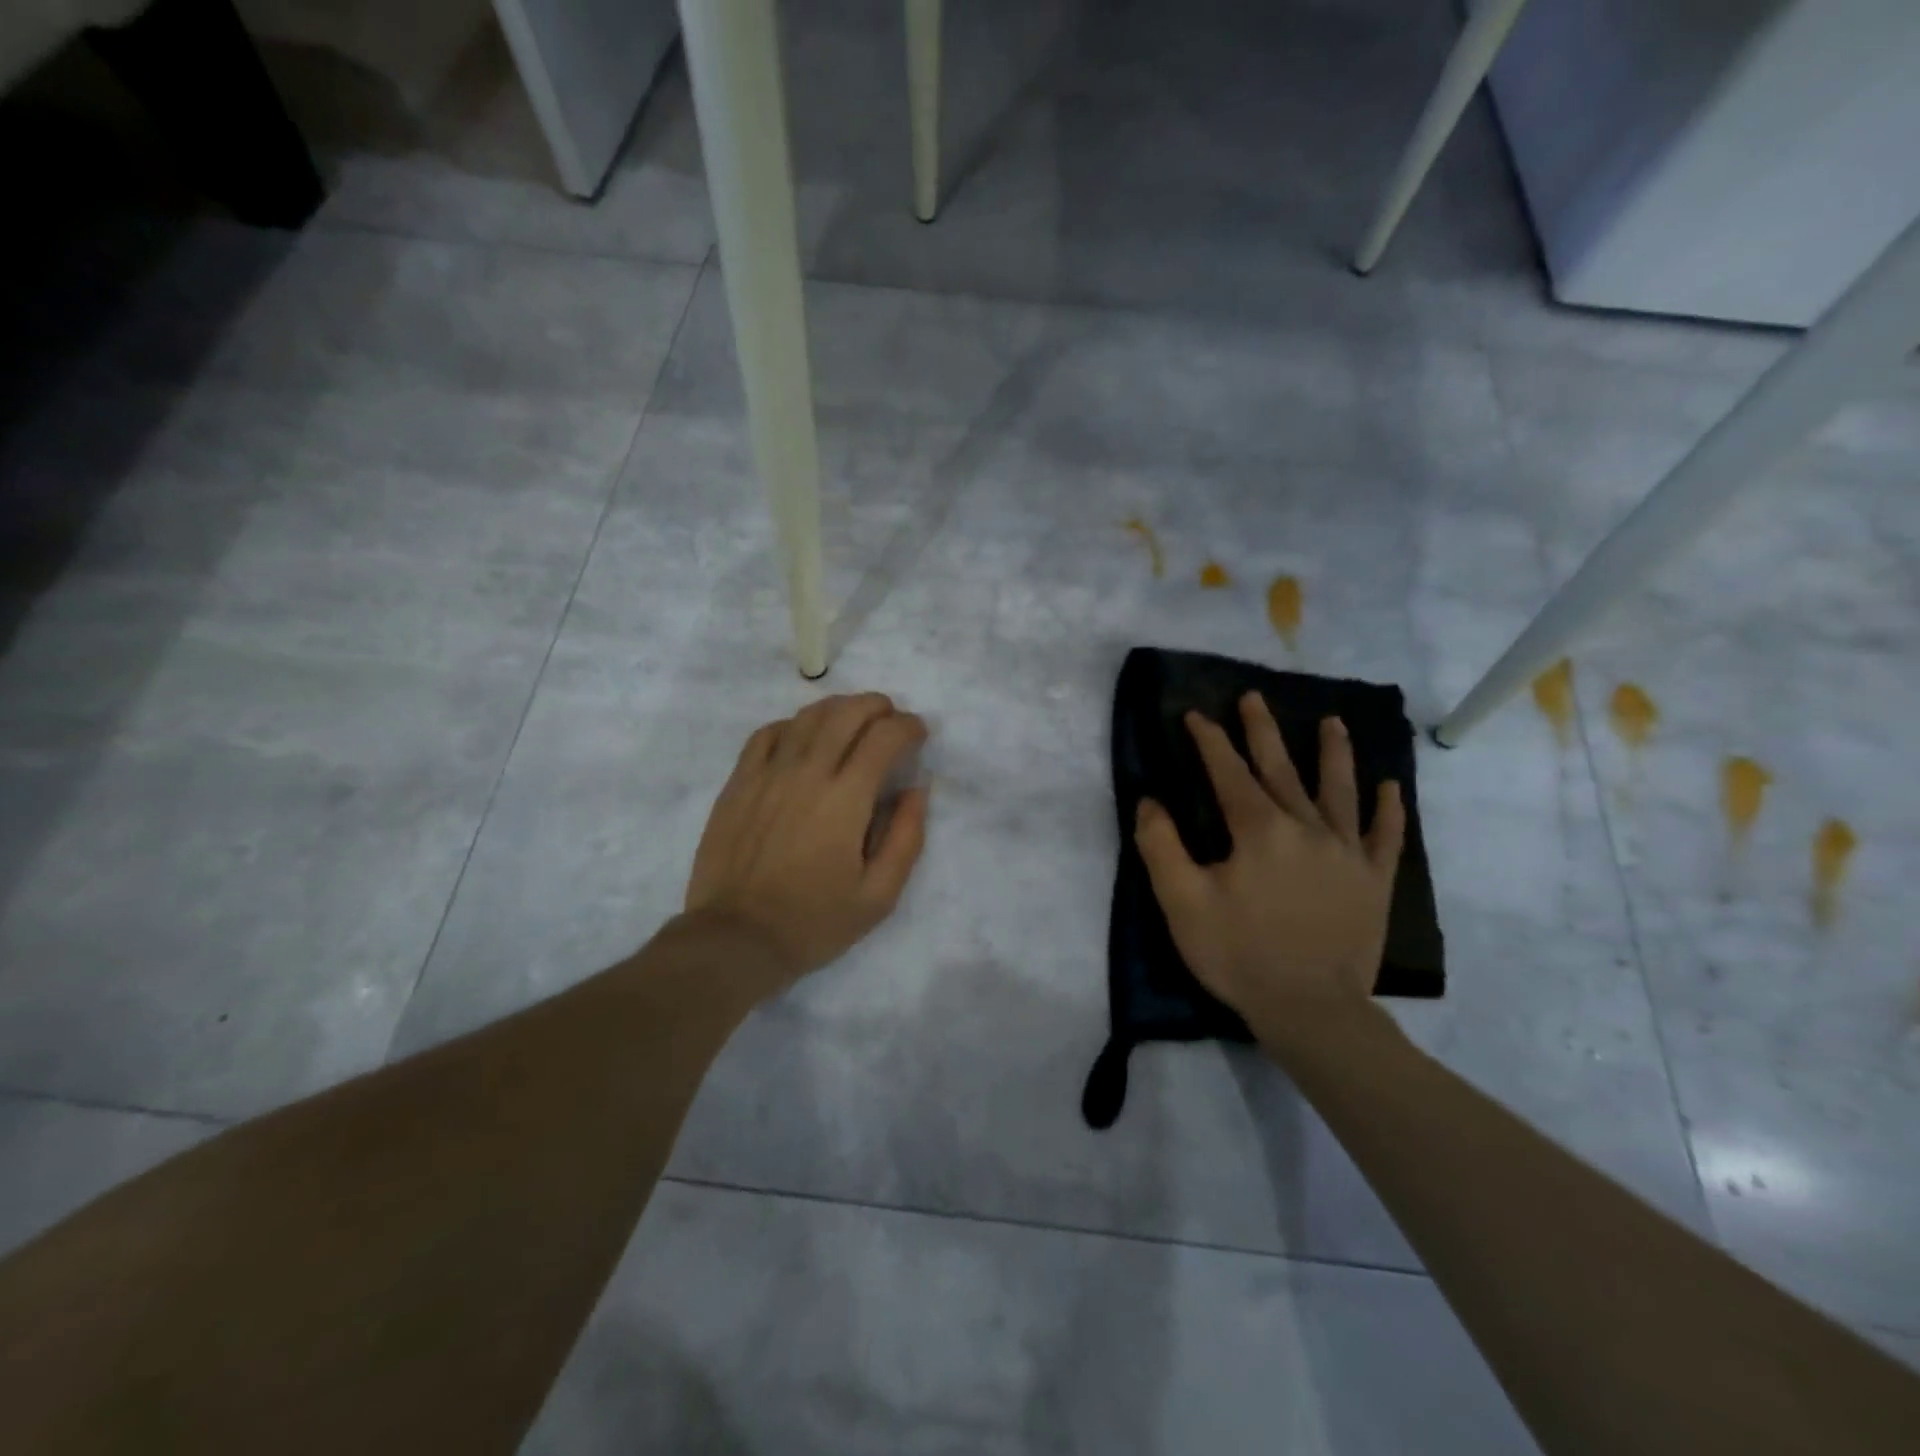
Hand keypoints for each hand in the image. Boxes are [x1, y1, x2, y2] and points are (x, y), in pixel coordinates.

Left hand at [685, 692, 929, 991]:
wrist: (736, 939)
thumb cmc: (814, 922)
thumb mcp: (879, 895)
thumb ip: (907, 838)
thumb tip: (917, 789)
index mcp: (846, 799)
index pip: (884, 737)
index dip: (908, 726)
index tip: (918, 734)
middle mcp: (807, 772)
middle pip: (846, 712)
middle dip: (877, 706)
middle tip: (890, 718)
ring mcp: (767, 773)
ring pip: (807, 716)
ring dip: (839, 708)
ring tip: (853, 721)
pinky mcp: (738, 782)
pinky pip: (767, 734)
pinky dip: (793, 725)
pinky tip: (803, 738)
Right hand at [1134, 693, 1405, 1040]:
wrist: (1311, 1010)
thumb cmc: (1238, 954)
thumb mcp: (1182, 903)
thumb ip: (1161, 846)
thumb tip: (1150, 801)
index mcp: (1259, 830)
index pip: (1229, 772)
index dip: (1210, 741)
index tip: (1196, 714)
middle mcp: (1306, 828)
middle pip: (1281, 768)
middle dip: (1263, 731)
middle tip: (1254, 697)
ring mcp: (1347, 853)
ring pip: (1339, 790)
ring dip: (1334, 753)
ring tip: (1333, 722)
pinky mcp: (1374, 881)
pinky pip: (1385, 837)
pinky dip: (1389, 811)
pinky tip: (1390, 788)